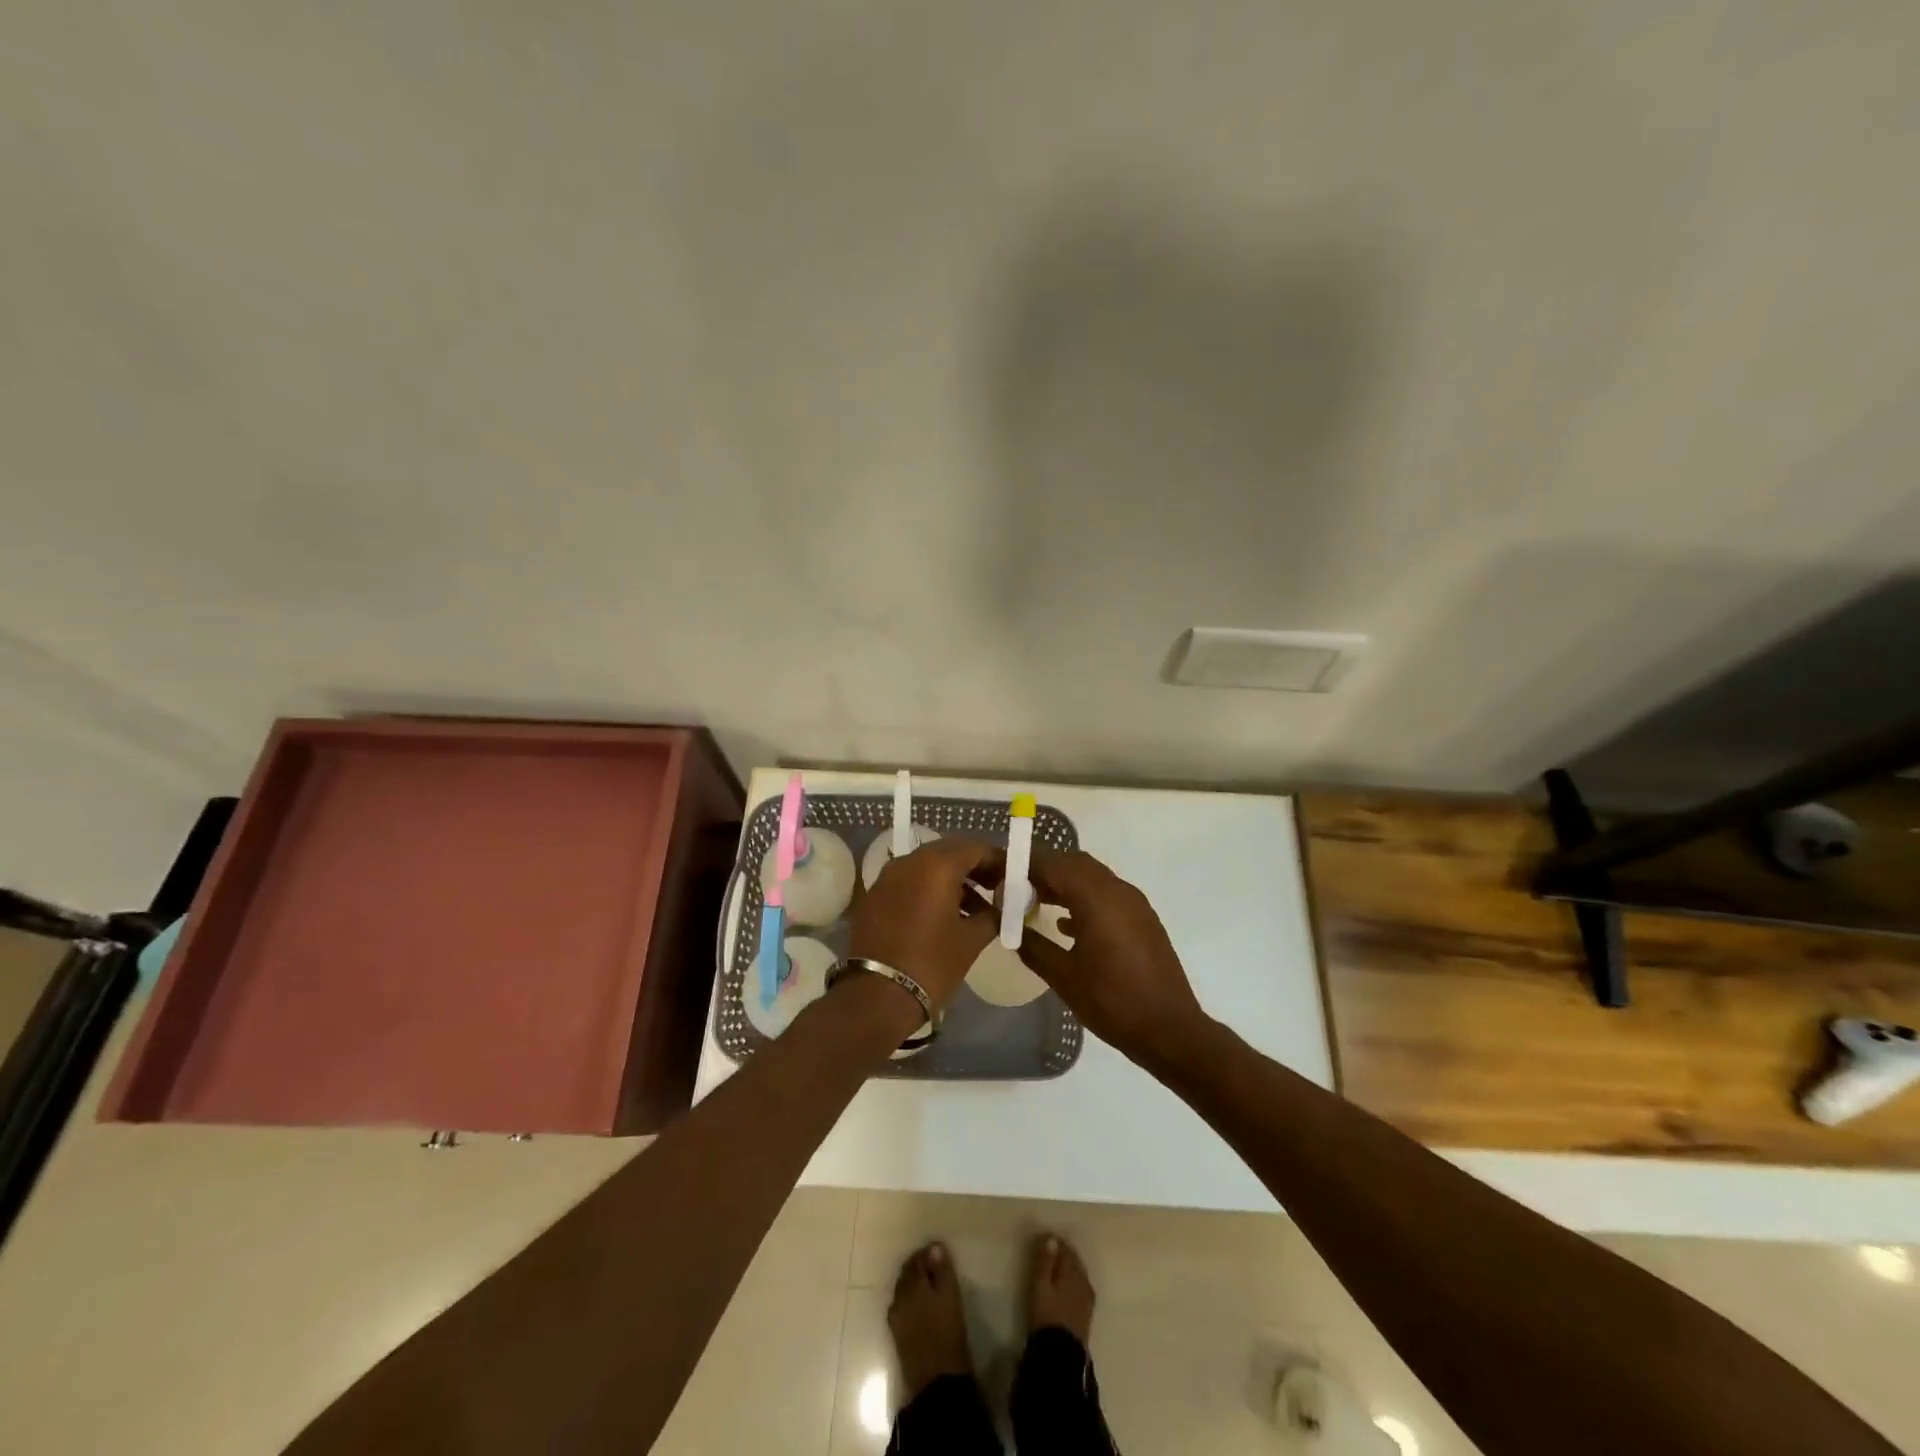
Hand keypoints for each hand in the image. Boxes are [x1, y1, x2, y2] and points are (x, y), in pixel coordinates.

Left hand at [848, 837, 1003, 1014]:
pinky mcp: (874, 896)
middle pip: (949, 852)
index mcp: (936, 865)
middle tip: (994, 888)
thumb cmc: (932, 964)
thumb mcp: (971, 940)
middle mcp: (909, 862)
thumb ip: (991, 915)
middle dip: (974, 867)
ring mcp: (887, 877)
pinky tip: (942, 915)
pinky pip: (908, 882)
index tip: (1011, 877)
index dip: (997, 860)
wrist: (876, 997)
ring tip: (972, 907)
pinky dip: (928, 890)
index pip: (974, 848)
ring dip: (951, 879)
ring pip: (926, 866)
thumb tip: (999, 907)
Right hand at [1017, 848, 1210, 1072]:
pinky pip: (1107, 894)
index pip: (1054, 865)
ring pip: (1093, 877)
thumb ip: (1032, 946)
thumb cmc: (1112, 1002)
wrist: (1170, 1030)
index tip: (1002, 876)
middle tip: (1017, 889)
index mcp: (1097, 899)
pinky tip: (1066, 925)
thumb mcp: (1063, 977)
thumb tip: (1009, 927)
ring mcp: (1135, 903)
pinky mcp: (1143, 919)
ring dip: (1065, 883)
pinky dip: (1084, 898)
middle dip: (1045, 871)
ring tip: (1036, 903)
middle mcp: (1118, 891)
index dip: (1026, 866)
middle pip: (1075, 864)